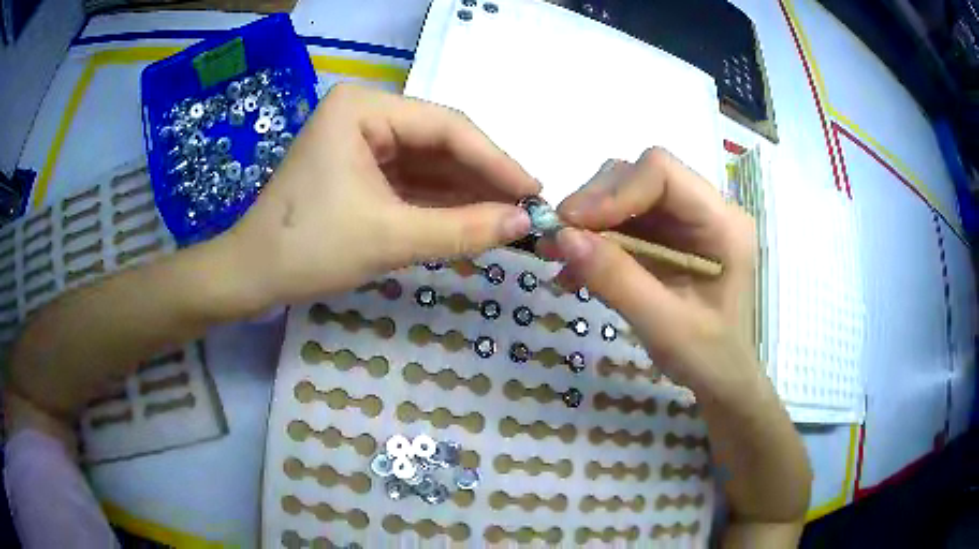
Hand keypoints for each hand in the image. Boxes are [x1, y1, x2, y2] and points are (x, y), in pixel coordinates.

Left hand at [224, 84, 538, 306]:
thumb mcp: (389, 238)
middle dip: (483, 178)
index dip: (496, 160)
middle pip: (441, 142)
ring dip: (466, 193)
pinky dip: (441, 203)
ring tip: (508, 219)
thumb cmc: (308, 249)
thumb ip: (462, 229)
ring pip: (430, 164)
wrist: (251, 277)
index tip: (534, 192)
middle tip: (526, 209)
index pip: (447, 127)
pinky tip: (474, 221)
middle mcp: (366, 112)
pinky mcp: (361, 168)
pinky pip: (412, 181)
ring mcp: (362, 140)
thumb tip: (524, 223)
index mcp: (363, 107)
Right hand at [545, 147, 756, 394]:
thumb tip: (562, 238)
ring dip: (587, 223)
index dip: (613, 191)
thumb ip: (617, 280)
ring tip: (557, 257)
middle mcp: (704, 210)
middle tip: (557, 242)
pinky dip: (593, 241)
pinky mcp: (666, 237)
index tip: (571, 225)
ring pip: (624, 195)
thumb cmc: (708, 357)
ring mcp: (684, 222)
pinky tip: (574, 271)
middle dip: (593, 205)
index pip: (662, 173)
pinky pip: (622, 222)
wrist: (721, 378)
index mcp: (722, 223)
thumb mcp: (664, 326)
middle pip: (638, 177)